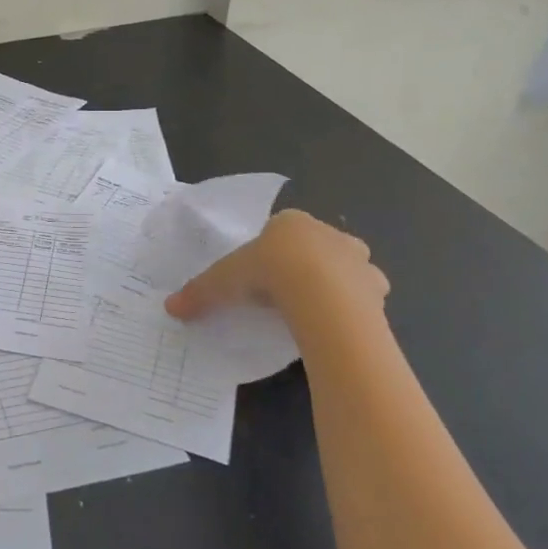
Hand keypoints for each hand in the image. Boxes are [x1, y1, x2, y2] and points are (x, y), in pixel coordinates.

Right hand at [164, 209, 386, 326]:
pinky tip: (336, 325)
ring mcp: (358, 260)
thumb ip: (200, 292)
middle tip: (286, 294)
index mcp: (291, 223)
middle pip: (316, 247)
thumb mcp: (224, 281)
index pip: (280, 231)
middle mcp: (329, 233)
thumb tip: (170, 308)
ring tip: (313, 312)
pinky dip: (355, 308)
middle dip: (306, 265)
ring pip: (346, 269)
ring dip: (335, 285)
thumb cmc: (269, 272)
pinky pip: (365, 297)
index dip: (270, 253)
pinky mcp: (377, 289)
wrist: (321, 294)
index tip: (259, 276)